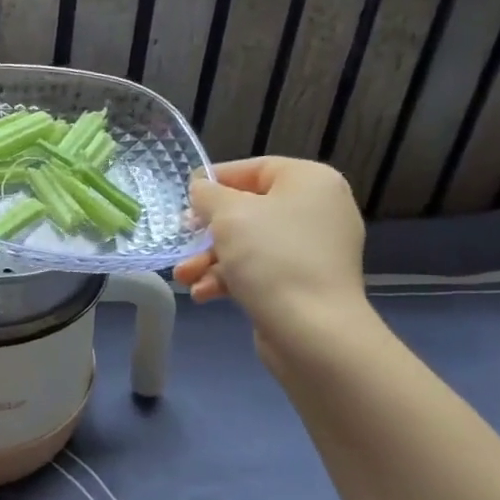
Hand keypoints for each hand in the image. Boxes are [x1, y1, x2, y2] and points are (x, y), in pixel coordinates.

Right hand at [175, 158, 370, 361]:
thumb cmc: (271, 257)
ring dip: (210, 259)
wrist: (312, 330)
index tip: (185, 198)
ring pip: (248, 244)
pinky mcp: (302, 283)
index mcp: (310, 182)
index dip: (216, 181)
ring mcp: (312, 250)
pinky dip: (229, 279)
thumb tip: (202, 189)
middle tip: (183, 239)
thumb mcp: (228, 214)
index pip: (255, 169)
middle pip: (248, 210)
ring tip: (184, 277)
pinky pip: (259, 270)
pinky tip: (203, 294)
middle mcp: (317, 210)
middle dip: (207, 230)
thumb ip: (208, 194)